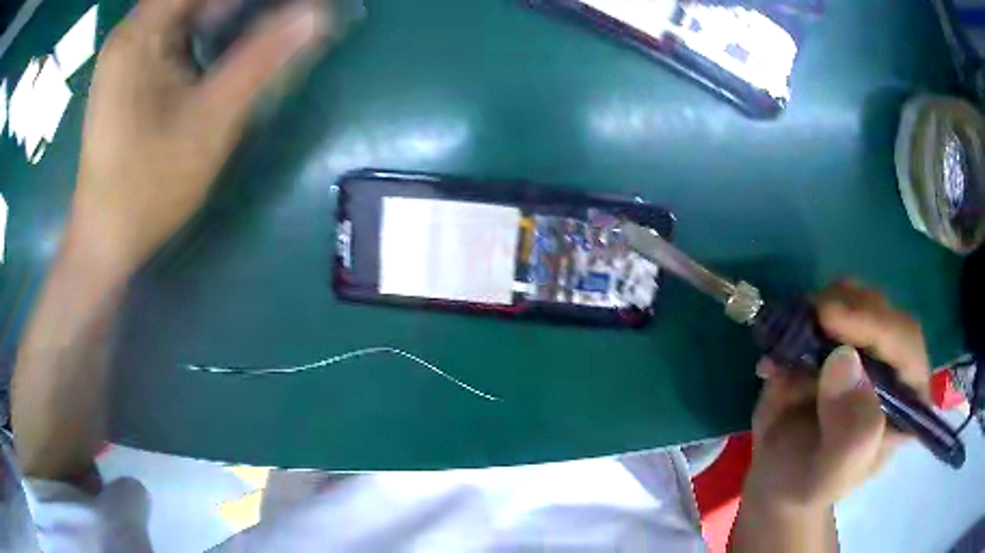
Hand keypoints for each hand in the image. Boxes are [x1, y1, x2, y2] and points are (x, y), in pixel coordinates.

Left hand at [69, 0, 326, 276]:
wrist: (106, 240)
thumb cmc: (148, 187)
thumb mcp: (211, 121)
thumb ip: (263, 59)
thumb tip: (317, 14)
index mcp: (141, 32)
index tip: (291, 5)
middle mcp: (132, 31)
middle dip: (241, 4)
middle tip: (287, 12)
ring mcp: (129, 51)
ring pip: (187, 9)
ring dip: (227, 10)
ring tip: (270, 17)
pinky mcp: (131, 71)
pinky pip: (176, 30)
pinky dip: (208, 26)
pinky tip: (232, 33)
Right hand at [744, 280, 930, 514]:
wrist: (779, 478)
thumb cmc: (809, 484)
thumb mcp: (830, 475)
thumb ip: (850, 434)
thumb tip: (843, 361)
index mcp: (906, 402)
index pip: (906, 344)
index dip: (875, 325)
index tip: (830, 318)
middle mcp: (894, 366)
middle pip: (883, 311)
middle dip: (847, 309)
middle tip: (809, 318)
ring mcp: (867, 347)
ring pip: (856, 298)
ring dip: (821, 307)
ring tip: (791, 340)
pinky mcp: (839, 338)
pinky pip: (827, 305)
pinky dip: (801, 316)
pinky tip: (780, 349)